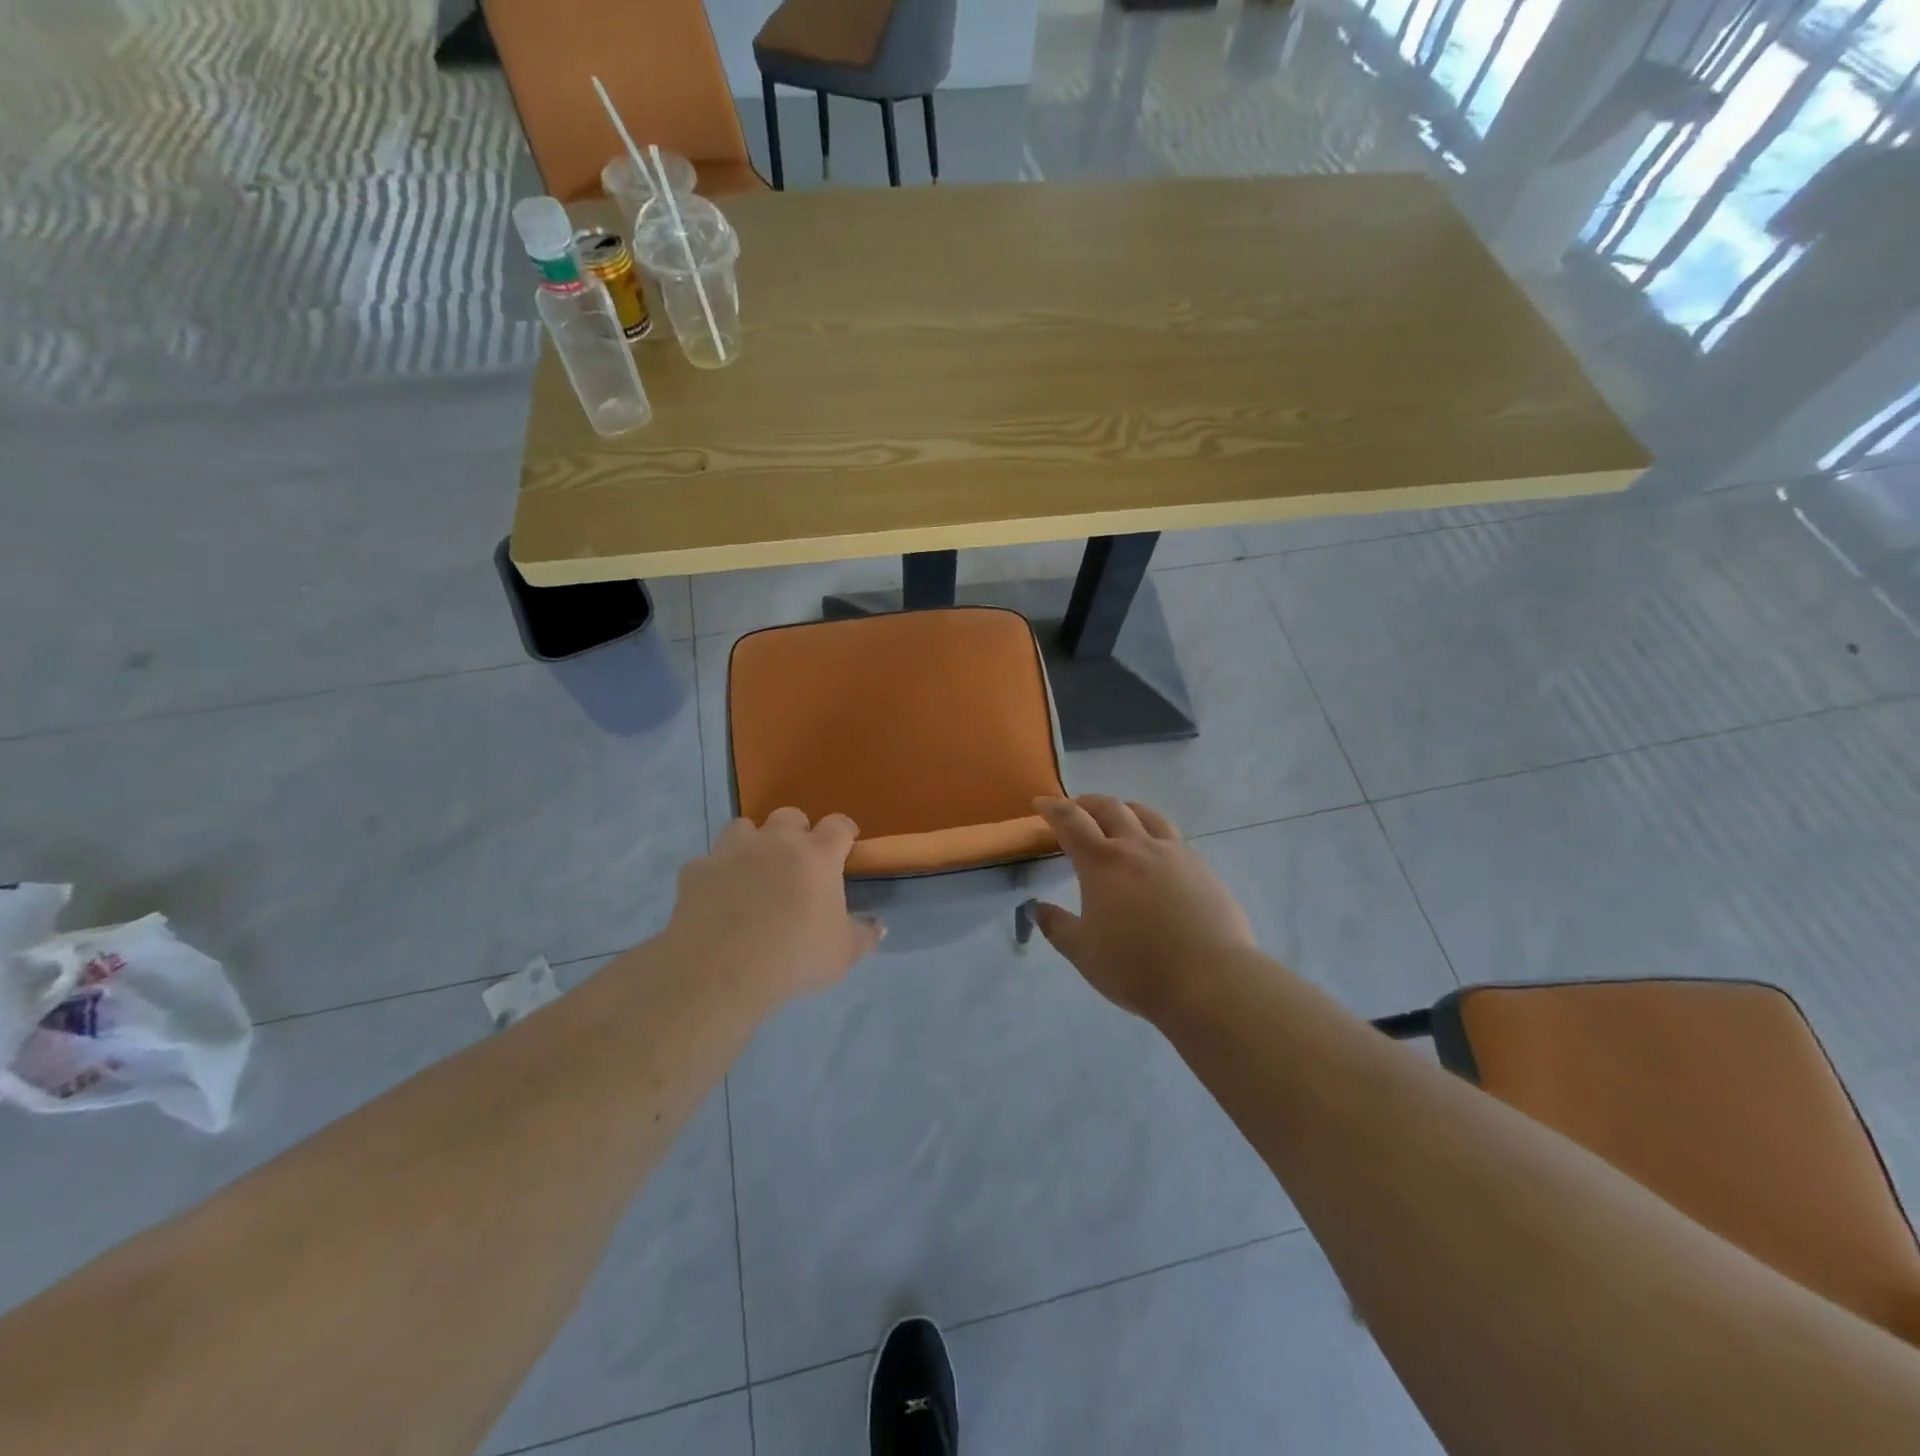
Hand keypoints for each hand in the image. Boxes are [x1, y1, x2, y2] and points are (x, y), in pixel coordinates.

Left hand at [663, 809, 882, 1006]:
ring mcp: (732, 851)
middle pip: (790, 816)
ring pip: (744, 827)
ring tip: (754, 869)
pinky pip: (707, 862)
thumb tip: (879, 927)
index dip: (844, 831)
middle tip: (798, 861)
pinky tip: (717, 896)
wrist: (720, 971)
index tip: (847, 845)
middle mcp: (776, 842)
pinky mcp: (697, 870)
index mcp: (817, 855)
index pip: (838, 825)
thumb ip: (864, 936)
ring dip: (752, 842)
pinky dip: (715, 874)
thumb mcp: (842, 955)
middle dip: (797, 832)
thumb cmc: (793, 957)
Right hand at [1031, 796, 1253, 1022]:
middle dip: (1087, 803)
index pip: (1071, 821)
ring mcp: (1175, 854)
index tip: (1040, 803)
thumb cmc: (1136, 967)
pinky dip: (1154, 833)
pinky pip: (1173, 837)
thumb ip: (1056, 926)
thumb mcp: (1083, 953)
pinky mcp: (1202, 868)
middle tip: (1075, 808)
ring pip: (1147, 815)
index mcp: (1102, 863)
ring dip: (1125, 809)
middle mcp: (1137, 847)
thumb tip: (1036, 908)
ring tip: (1118, 816)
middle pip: (1110, 808)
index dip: (1053, 808)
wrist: (1210, 980)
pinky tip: (1156, 852)